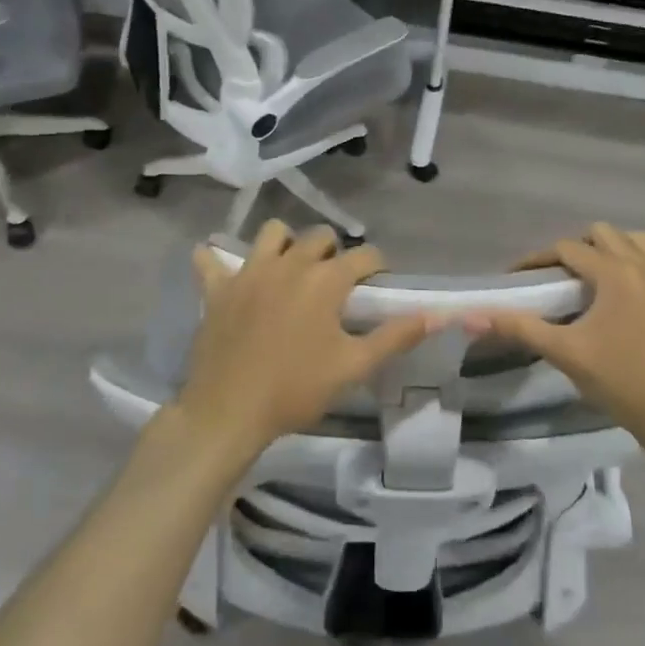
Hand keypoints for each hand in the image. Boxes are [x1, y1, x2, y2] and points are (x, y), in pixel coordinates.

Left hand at [175, 220, 436, 461]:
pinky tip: (225, 270)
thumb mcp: (353, 366)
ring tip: (290, 270)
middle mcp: (289, 263)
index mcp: (325, 279)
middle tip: (335, 284)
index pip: (364, 255)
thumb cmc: (296, 389)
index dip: (376, 267)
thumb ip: (395, 337)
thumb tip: (434, 315)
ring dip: (286, 244)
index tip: (377, 285)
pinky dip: (217, 260)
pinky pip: (211, 260)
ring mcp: (250, 271)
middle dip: (334, 252)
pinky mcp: (218, 287)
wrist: (228, 412)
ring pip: (273, 233)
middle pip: (320, 236)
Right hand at [466, 223, 644, 458]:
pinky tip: (615, 300)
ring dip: (607, 249)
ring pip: (633, 242)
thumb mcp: (565, 353)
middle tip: (554, 278)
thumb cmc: (620, 381)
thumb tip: (471, 317)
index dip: (537, 259)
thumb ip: (519, 327)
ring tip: (588, 279)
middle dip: (574, 248)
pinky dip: (629, 265)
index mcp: (616, 272)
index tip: (517, 277)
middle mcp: (642, 267)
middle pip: (603, 234)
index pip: (568, 248)